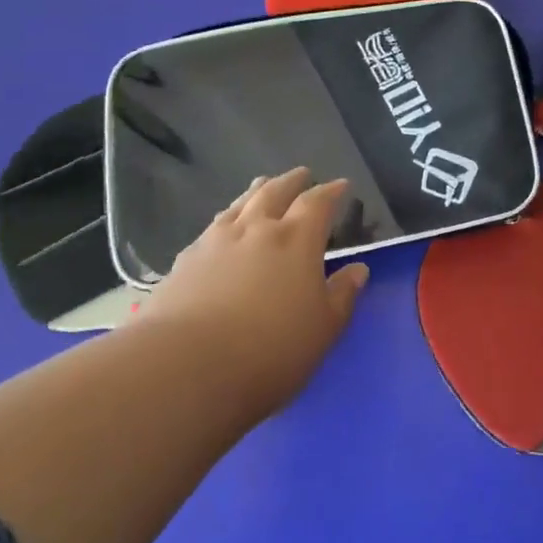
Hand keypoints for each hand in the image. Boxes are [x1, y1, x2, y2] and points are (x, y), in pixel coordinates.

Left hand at [140, 168, 369, 417]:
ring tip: (261, 186)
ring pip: (240, 205)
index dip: (331, 192)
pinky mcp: (184, 262)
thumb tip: (358, 269)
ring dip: (256, 192)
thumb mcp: (323, 329)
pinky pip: (212, 228)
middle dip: (292, 181)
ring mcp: (215, 242)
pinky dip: (226, 220)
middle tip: (302, 174)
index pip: (317, 203)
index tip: (341, 185)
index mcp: (296, 240)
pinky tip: (222, 229)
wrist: (184, 368)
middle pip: (275, 192)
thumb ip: (342, 296)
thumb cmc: (269, 350)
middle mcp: (256, 230)